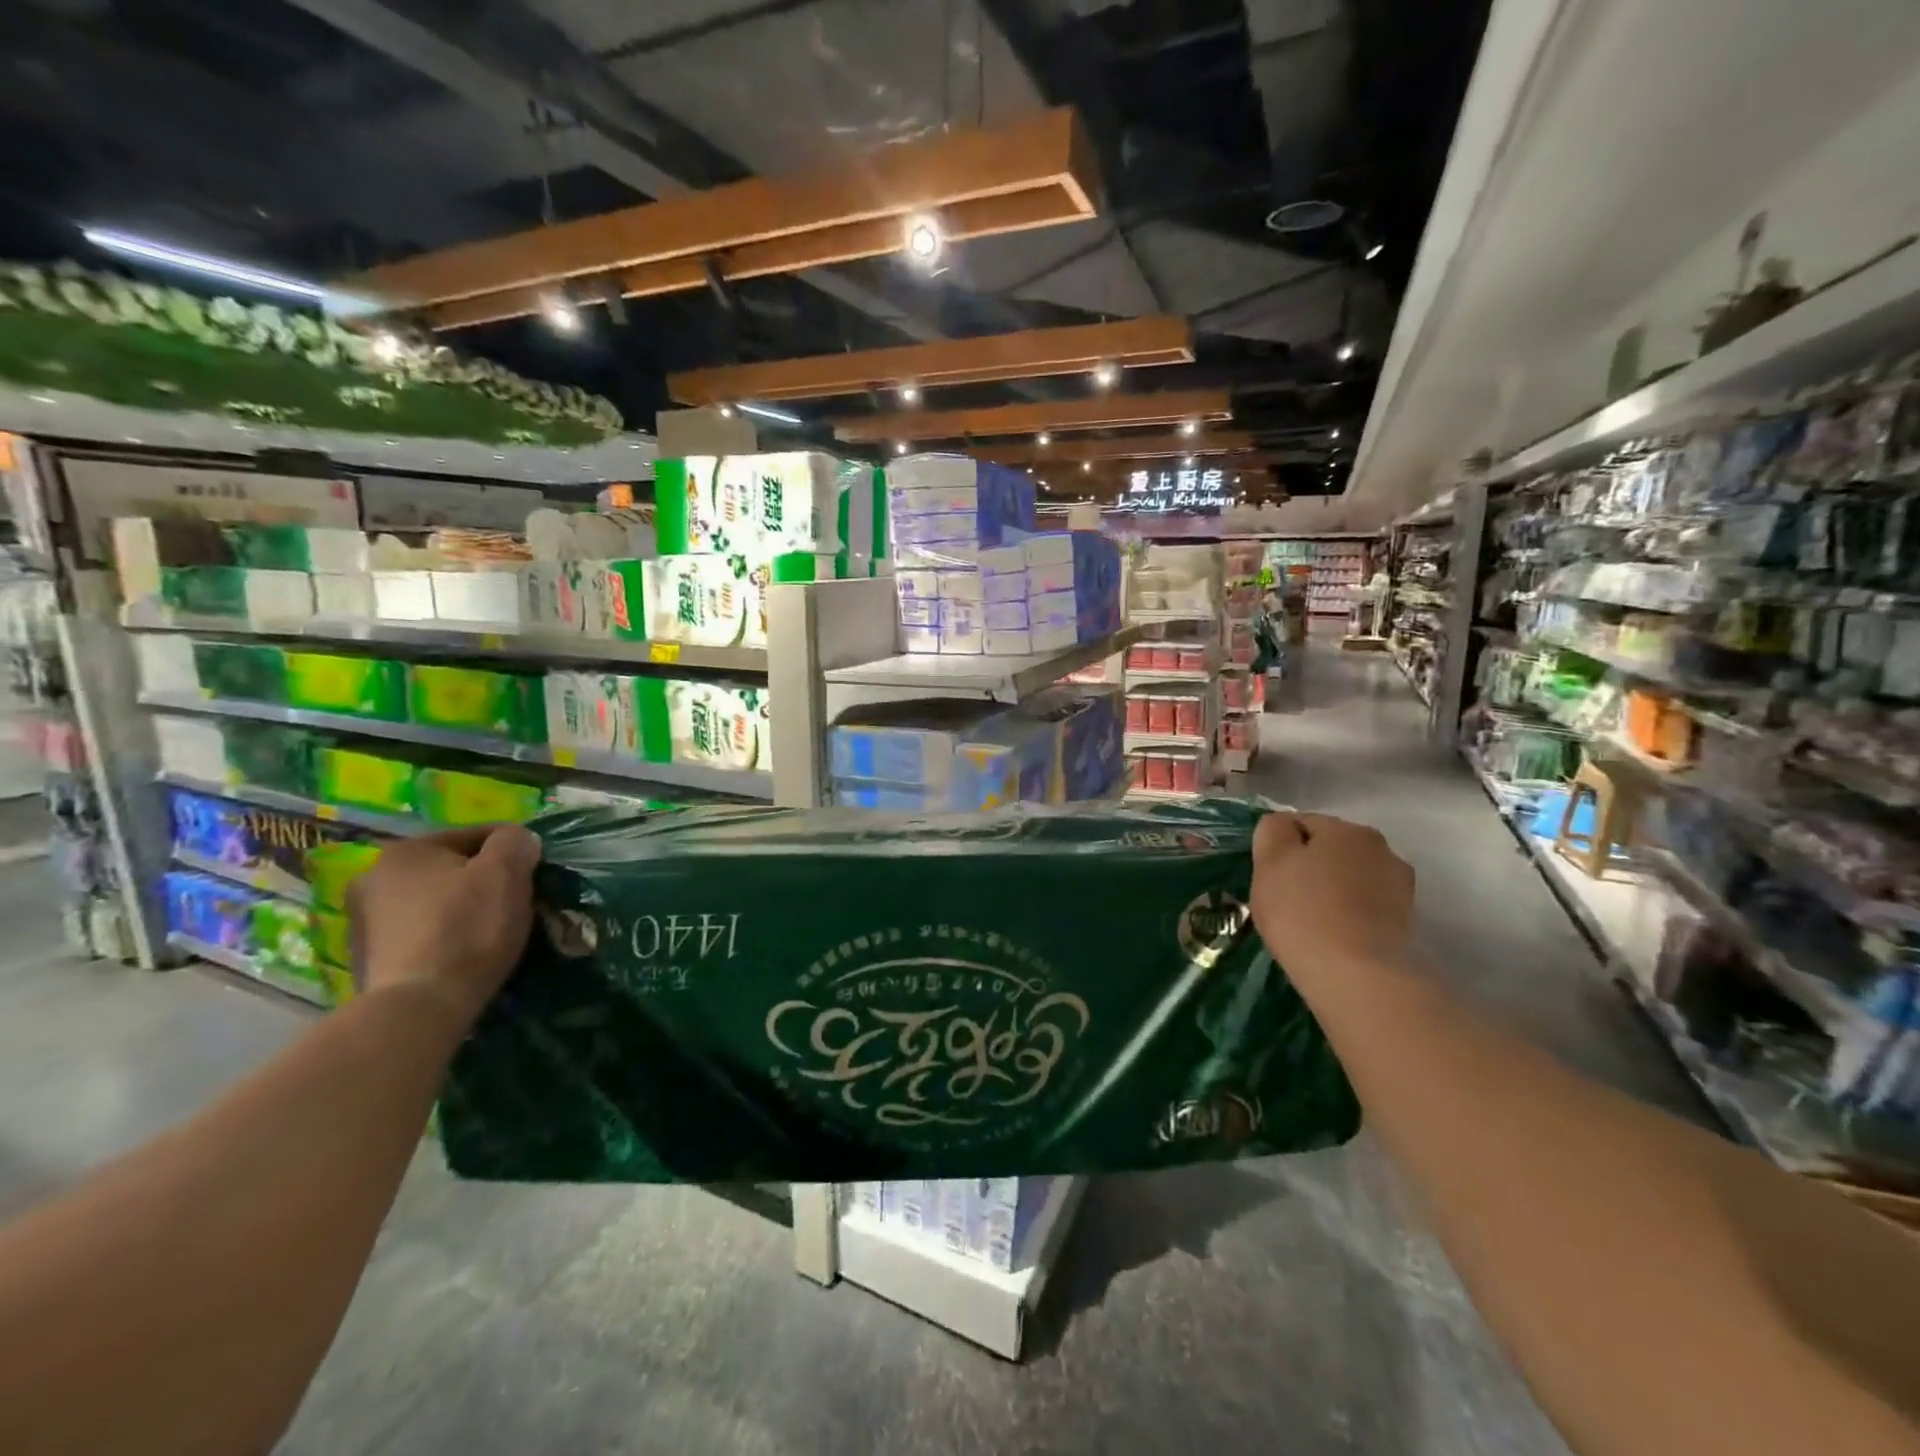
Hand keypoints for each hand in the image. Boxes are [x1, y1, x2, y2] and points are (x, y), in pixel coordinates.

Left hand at [348, 825, 541, 1028]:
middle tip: (516, 900)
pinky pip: (421, 933)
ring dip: (462, 907)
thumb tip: (518, 840)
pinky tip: (465, 952)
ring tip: (493, 929)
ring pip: (435, 901)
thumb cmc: (467, 928)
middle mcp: (373, 878)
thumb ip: (516, 842)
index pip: (476, 834)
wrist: (419, 1007)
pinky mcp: (368, 959)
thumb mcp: (506, 872)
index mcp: (405, 850)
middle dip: (484, 880)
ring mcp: (364, 921)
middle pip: (451, 869)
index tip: (535, 872)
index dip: (513, 850)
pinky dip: (445, 935)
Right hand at [1251, 812, 1414, 980]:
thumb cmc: (1303, 912)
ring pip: (1350, 877)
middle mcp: (1380, 847)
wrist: (1357, 976)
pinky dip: (1349, 913)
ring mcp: (1399, 885)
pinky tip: (1334, 935)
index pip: (1300, 822)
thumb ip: (1272, 831)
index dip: (1278, 847)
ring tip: (1311, 921)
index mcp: (1345, 828)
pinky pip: (1365, 905)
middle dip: (1308, 866)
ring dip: (1332, 889)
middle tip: (1284, 898)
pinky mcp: (1406, 920)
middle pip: (1330, 849)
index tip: (1266, 876)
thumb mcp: (1269, 863)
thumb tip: (1283, 827)